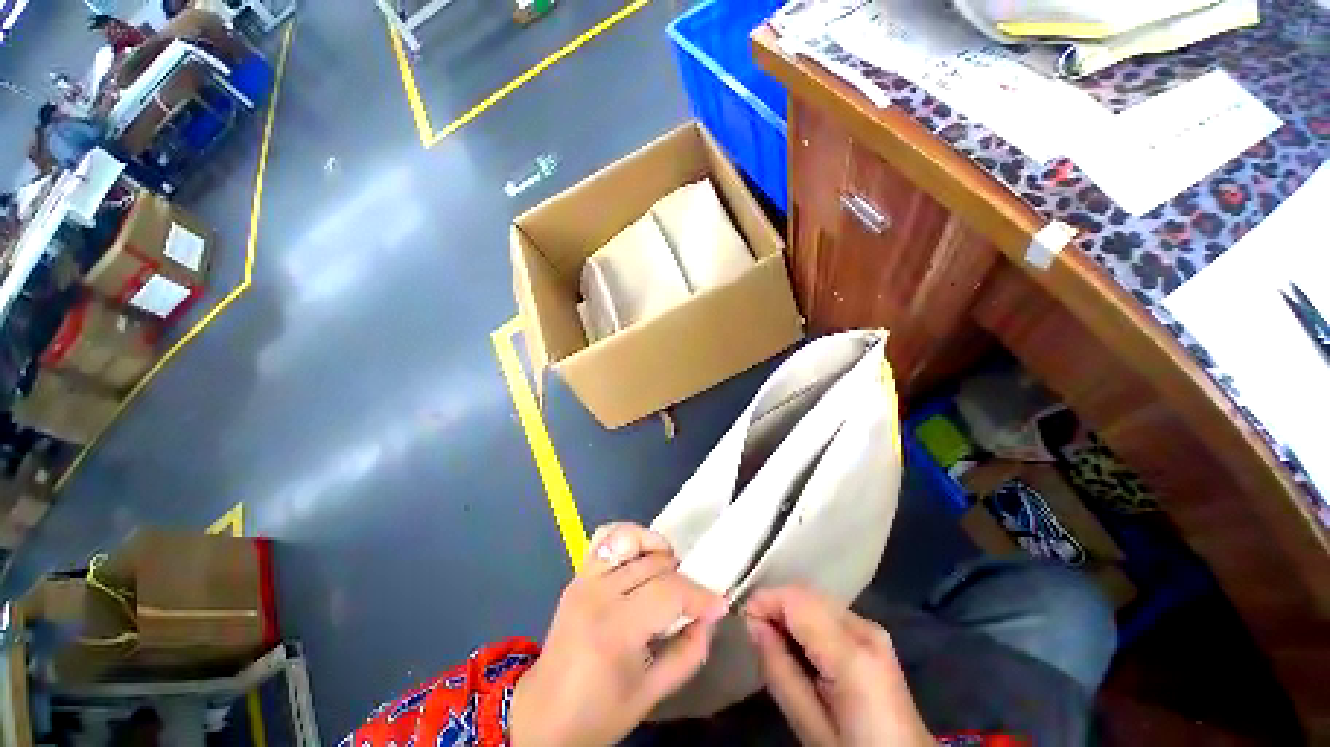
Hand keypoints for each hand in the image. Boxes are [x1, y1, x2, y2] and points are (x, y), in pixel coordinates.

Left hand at [511, 523, 727, 745]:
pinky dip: (629, 537)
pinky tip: (641, 556)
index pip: (668, 593)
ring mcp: (585, 577)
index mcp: (615, 629)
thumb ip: (689, 653)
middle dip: (684, 581)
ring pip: (635, 541)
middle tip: (692, 603)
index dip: (700, 596)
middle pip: (656, 565)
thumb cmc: (598, 713)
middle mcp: (598, 593)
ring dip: (660, 554)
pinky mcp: (578, 573)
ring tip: (669, 576)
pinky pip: (607, 535)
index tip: (719, 605)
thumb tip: (710, 617)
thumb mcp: (651, 695)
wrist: (542, 713)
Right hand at [744, 585, 934, 746]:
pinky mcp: (873, 634)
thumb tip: (753, 623)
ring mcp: (872, 628)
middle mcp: (864, 629)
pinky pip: (828, 611)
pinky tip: (799, 643)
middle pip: (807, 595)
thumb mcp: (810, 727)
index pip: (797, 601)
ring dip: (790, 611)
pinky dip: (806, 618)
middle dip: (776, 604)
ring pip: (816, 599)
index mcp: (852, 654)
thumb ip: (780, 671)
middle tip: (755, 631)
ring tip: (773, 638)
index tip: (742, 616)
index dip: (765, 599)